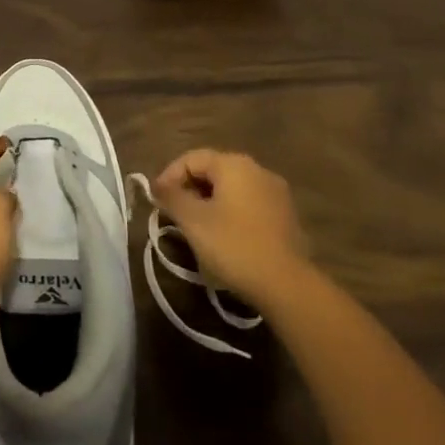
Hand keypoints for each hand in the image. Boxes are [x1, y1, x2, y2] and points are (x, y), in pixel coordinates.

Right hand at [151, 149, 311, 310]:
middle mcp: (257, 169)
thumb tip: (158, 185)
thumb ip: (171, 197)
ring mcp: (276, 192)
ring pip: (232, 188)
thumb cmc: (234, 246)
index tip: (156, 200)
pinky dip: (231, 212)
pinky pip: (249, 204)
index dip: (169, 176)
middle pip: (213, 170)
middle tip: (174, 213)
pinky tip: (224, 236)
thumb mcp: (193, 221)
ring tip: (196, 226)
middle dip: (189, 189)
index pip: (191, 158)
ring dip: (209, 201)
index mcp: (234, 164)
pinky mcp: (286, 216)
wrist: (288, 286)